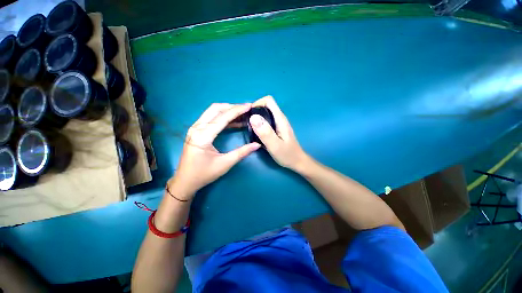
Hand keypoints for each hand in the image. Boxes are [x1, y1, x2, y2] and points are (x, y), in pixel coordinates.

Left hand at [170, 103, 260, 198]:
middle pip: (216, 109)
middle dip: (232, 107)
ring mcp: (195, 128)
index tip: (249, 106)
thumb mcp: (225, 164)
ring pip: (212, 112)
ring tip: (242, 113)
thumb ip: (242, 152)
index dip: (237, 110)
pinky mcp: (196, 131)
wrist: (185, 181)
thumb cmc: (204, 174)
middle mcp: (197, 128)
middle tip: (246, 109)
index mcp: (203, 136)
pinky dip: (222, 117)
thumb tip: (257, 145)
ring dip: (227, 110)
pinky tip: (233, 121)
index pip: (222, 118)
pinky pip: (210, 118)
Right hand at [250, 96, 309, 171]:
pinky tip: (256, 134)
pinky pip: (266, 122)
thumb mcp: (275, 145)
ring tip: (250, 129)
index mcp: (280, 119)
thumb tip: (253, 117)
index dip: (257, 103)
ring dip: (256, 119)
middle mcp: (279, 118)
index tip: (249, 115)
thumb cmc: (287, 155)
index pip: (268, 100)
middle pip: (265, 106)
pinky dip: (259, 125)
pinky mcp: (276, 129)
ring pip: (265, 114)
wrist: (296, 162)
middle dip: (254, 111)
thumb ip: (265, 132)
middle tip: (247, 124)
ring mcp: (278, 124)